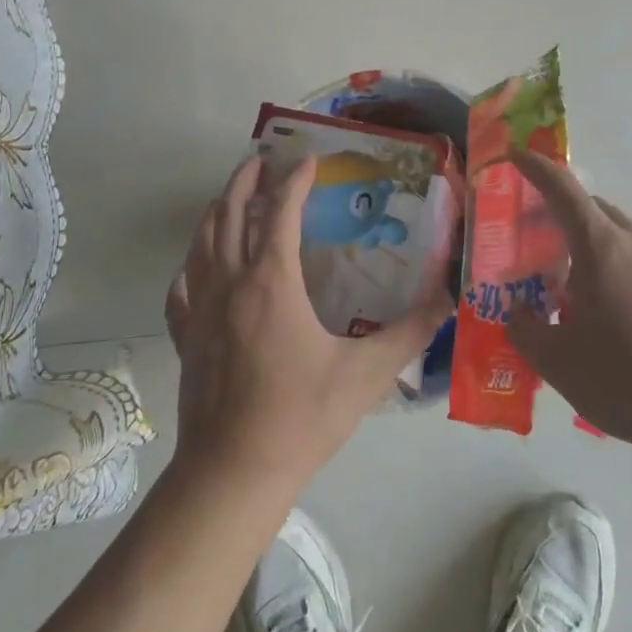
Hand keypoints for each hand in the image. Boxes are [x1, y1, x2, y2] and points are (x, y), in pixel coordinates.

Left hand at [164, 155, 452, 491]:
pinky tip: (196, 267)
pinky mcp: (186, 336)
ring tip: (232, 195)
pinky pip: (182, 287)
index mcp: (271, 281)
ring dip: (218, 210)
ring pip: (202, 241)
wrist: (234, 472)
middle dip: (247, 180)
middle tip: (262, 158)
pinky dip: (191, 266)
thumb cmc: (302, 416)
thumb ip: (412, 330)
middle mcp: (231, 282)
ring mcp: (201, 308)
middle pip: (231, 213)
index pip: (281, 211)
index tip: (310, 160)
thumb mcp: (367, 373)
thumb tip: (450, 295)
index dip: (295, 180)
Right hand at [507, 150, 631, 447]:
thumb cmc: (623, 378)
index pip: (562, 189)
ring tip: (565, 284)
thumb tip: (516, 312)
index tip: (512, 155)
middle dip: (558, 212)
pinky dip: (610, 266)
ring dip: (586, 243)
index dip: (535, 167)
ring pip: (615, 235)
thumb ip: (524, 327)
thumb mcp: (555, 359)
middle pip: (591, 209)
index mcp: (601, 247)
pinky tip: (602, 310)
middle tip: (531, 238)